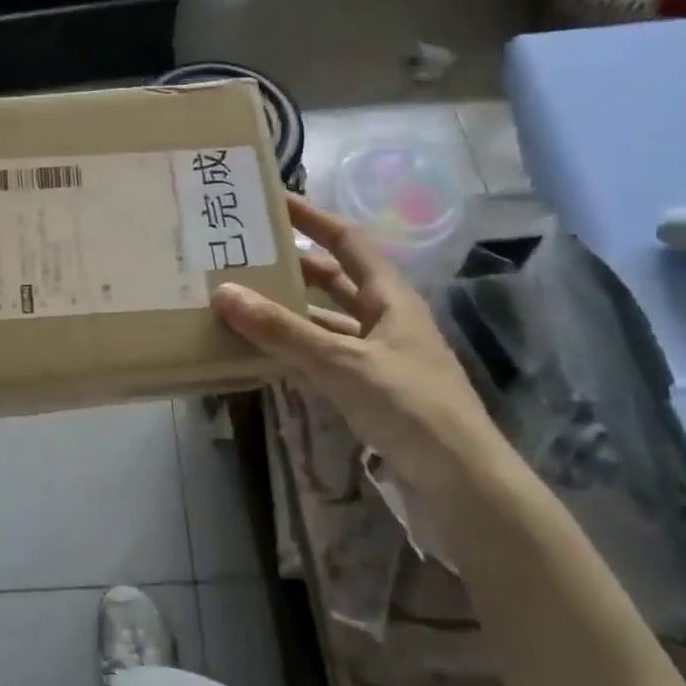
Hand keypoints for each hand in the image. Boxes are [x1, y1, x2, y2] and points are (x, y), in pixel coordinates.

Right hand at [210, 194, 504, 499]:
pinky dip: (293, 351)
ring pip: (325, 322)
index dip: (314, 218)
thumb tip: (223, 293)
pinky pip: (322, 358)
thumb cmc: (411, 408)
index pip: (349, 242)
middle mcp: (385, 320)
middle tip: (243, 254)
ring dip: (288, 312)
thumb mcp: (343, 364)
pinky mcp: (369, 391)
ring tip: (240, 300)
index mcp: (391, 299)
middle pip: (333, 281)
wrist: (462, 485)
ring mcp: (377, 358)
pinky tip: (262, 353)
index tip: (274, 200)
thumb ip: (283, 331)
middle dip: (292, 265)